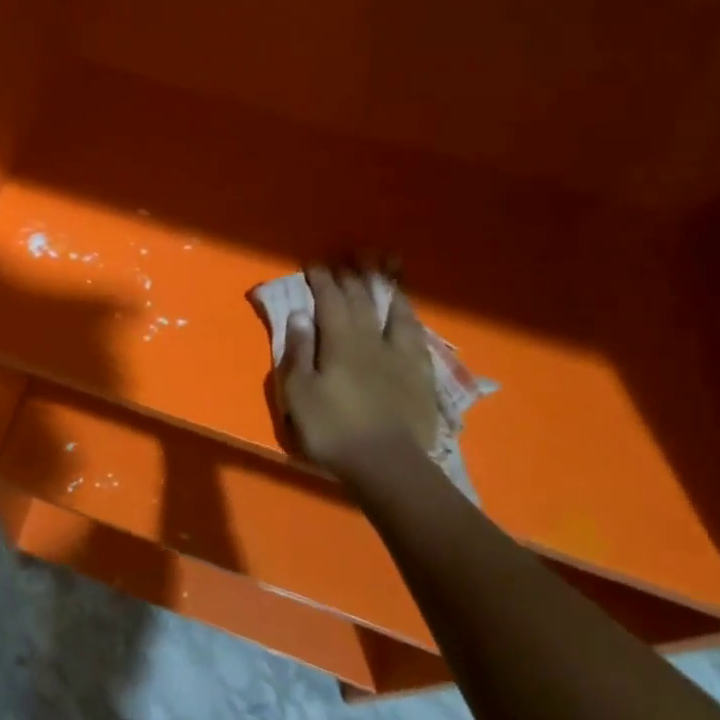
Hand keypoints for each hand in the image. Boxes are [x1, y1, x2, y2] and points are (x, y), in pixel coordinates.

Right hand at [278, 265, 439, 482]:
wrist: (387, 464)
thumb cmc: (333, 430)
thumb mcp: (299, 394)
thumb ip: (299, 352)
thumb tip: (299, 314)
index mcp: (340, 343)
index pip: (330, 302)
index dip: (321, 281)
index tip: (314, 263)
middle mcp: (372, 340)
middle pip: (362, 301)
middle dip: (353, 276)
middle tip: (348, 255)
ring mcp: (400, 356)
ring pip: (394, 311)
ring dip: (387, 287)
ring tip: (386, 266)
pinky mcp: (420, 374)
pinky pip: (415, 335)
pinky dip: (409, 316)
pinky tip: (408, 312)